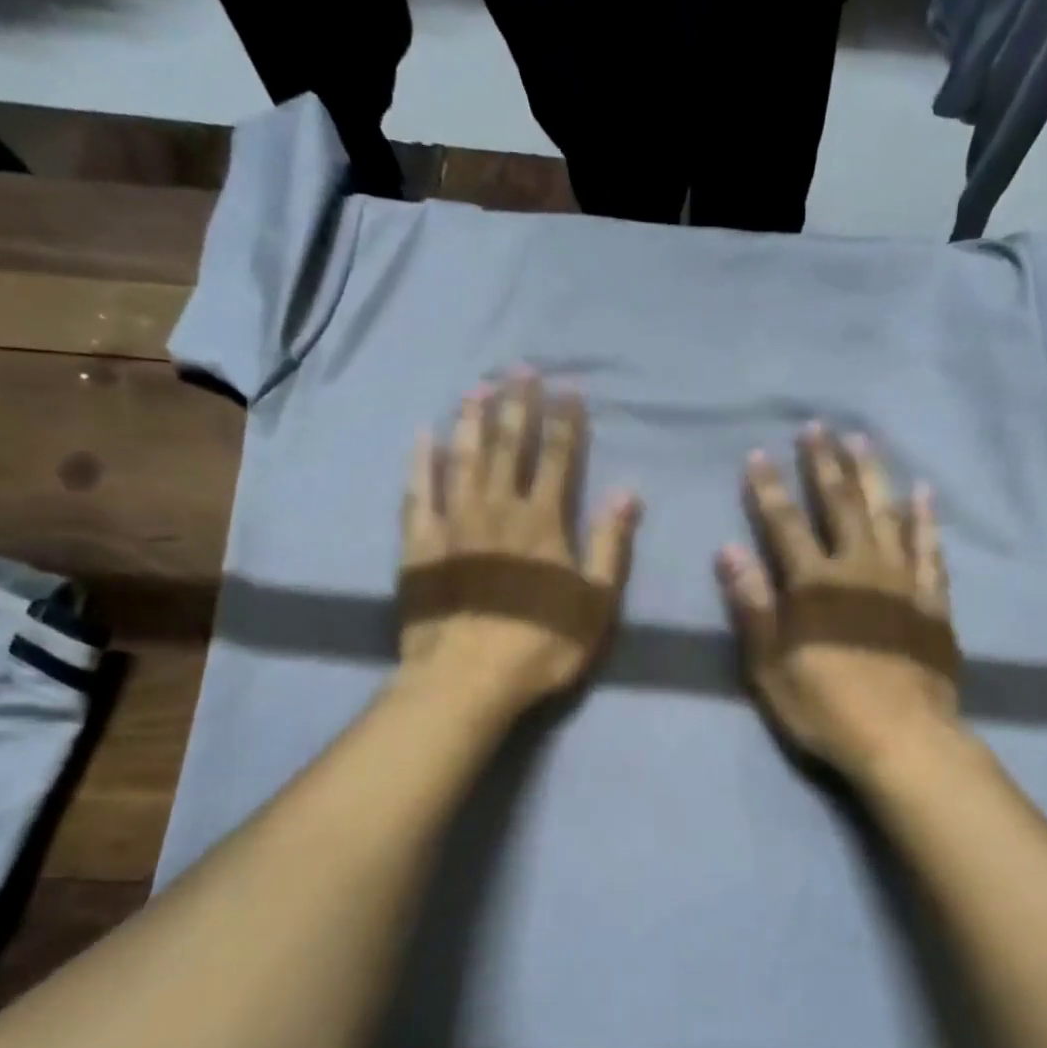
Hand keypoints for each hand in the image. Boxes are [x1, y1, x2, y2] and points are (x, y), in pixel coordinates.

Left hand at [400, 371, 640, 708]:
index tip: (568, 388)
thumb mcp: (595, 604)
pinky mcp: (419, 543)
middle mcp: (498, 509)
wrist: (466, 679)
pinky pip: (418, 491)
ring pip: (464, 457)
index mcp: (544, 522)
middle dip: (518, 405)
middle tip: (520, 368)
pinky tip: (424, 435)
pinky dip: (421, 461)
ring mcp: (454, 522)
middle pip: (510, 446)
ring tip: (478, 387)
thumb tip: (628, 492)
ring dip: (473, 420)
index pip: (558, 458)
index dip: (565, 421)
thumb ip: (609, 545)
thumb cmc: (540, 644)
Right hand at [716, 423, 958, 776]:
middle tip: (818, 427)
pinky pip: (930, 549)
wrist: (903, 739)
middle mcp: (858, 569)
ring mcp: (901, 580)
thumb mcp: (770, 666)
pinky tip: (922, 493)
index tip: (759, 453)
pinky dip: (925, 520)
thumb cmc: (826, 707)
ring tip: (864, 441)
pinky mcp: (932, 600)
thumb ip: (752, 605)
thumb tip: (728, 551)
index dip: (769, 487)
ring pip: (886, 514)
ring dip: (873, 475)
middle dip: (825, 464)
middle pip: (839, 505)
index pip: (785, 523)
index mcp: (813, 584)